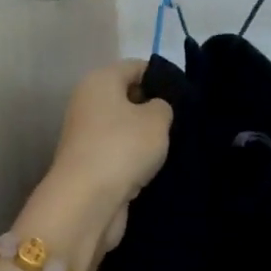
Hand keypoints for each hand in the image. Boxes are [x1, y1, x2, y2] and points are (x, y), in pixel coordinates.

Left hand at [20, 60, 172, 270]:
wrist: (86, 203)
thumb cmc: (122, 148)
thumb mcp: (157, 119)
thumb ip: (164, 105)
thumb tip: (156, 109)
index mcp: (100, 80)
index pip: (137, 67)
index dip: (162, 78)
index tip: (185, 96)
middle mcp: (88, 102)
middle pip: (128, 96)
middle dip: (153, 107)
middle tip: (181, 121)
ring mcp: (85, 134)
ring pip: (124, 126)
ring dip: (144, 136)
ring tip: (172, 145)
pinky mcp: (88, 163)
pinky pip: (118, 151)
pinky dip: (134, 158)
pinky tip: (154, 167)